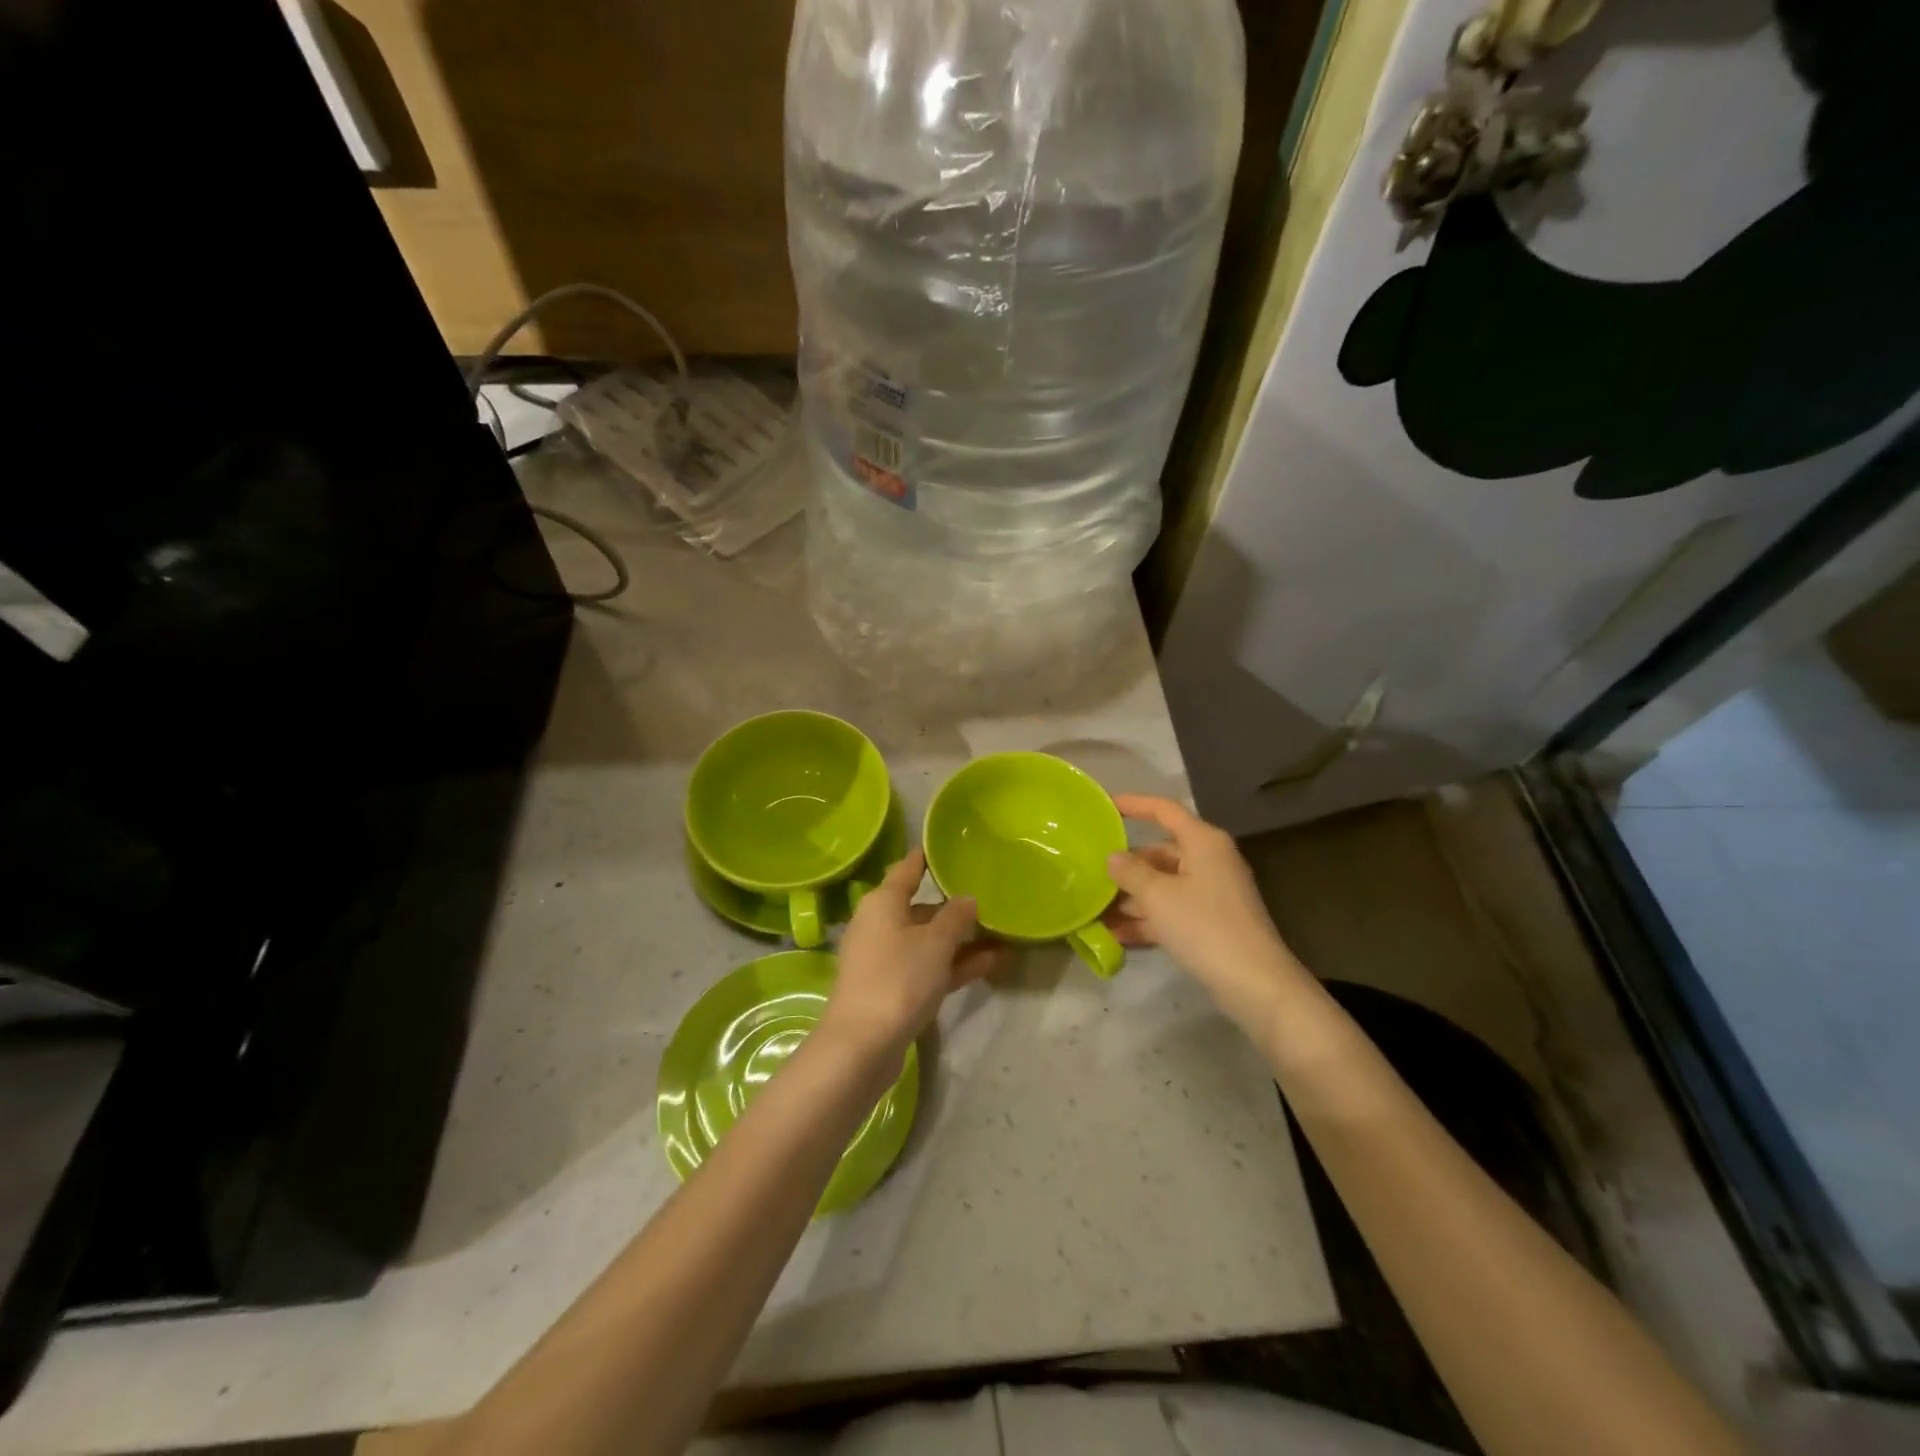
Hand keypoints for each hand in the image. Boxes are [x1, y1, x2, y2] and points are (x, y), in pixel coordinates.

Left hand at [820, 849, 1002, 1059]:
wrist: (862, 1045)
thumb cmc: (898, 978)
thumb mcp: (935, 943)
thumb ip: (956, 917)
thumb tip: (966, 899)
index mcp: (883, 902)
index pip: (907, 869)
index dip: (926, 858)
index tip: (947, 846)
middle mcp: (879, 925)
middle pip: (920, 908)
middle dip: (954, 908)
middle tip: (989, 901)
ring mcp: (884, 959)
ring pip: (926, 941)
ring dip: (960, 941)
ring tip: (1000, 936)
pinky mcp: (891, 989)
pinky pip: (926, 967)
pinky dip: (952, 965)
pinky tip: (989, 964)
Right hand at [1104, 795, 1312, 1035]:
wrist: (1255, 983)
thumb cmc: (1205, 927)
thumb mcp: (1158, 896)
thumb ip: (1130, 872)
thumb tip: (1113, 857)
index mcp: (1203, 842)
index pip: (1164, 810)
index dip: (1134, 804)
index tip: (1105, 804)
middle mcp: (1210, 860)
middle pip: (1161, 852)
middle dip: (1127, 865)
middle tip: (1092, 872)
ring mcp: (1212, 893)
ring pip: (1164, 884)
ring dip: (1132, 897)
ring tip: (1096, 909)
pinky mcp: (1212, 922)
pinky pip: (1172, 910)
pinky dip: (1148, 919)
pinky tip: (1117, 935)